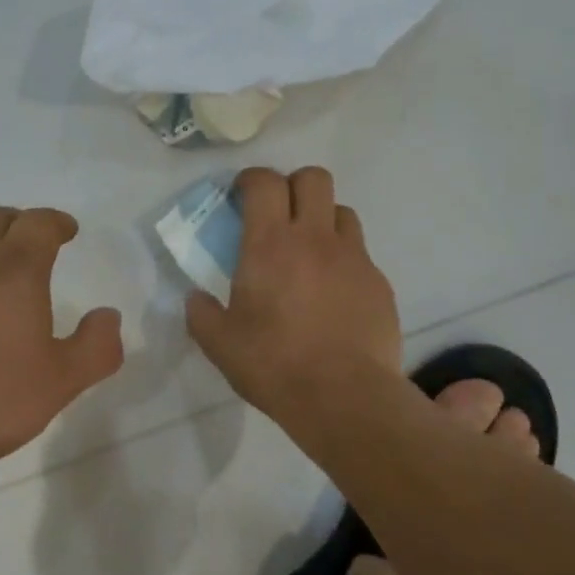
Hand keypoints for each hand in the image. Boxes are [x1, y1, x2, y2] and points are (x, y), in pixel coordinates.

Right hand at [186, 167, 402, 420]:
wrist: (344, 397)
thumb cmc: (274, 364)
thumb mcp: (219, 344)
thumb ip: (202, 313)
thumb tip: (196, 298)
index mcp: (270, 244)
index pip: (264, 182)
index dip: (251, 179)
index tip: (241, 195)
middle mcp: (315, 238)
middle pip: (314, 178)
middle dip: (293, 185)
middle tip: (279, 214)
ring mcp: (354, 258)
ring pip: (343, 211)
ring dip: (323, 219)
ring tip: (310, 251)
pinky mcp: (379, 283)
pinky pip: (361, 254)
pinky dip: (344, 260)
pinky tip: (334, 294)